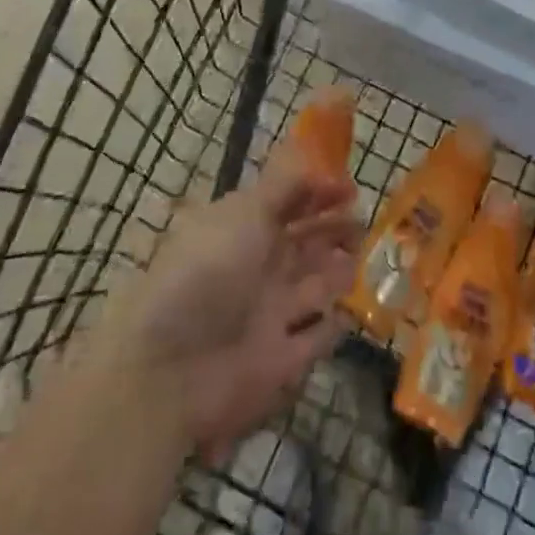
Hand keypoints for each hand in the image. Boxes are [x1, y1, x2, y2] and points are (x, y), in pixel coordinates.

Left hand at [92, 144, 360, 464]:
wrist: (169, 367)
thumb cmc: (209, 272)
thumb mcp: (246, 212)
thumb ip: (287, 186)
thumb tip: (321, 167)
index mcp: (246, 227)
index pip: (289, 202)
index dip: (319, 192)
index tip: (351, 188)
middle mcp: (259, 266)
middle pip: (304, 243)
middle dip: (335, 230)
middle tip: (365, 223)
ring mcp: (269, 314)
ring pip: (314, 286)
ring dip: (339, 271)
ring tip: (365, 257)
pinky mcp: (279, 362)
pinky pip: (314, 340)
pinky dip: (332, 327)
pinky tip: (351, 312)